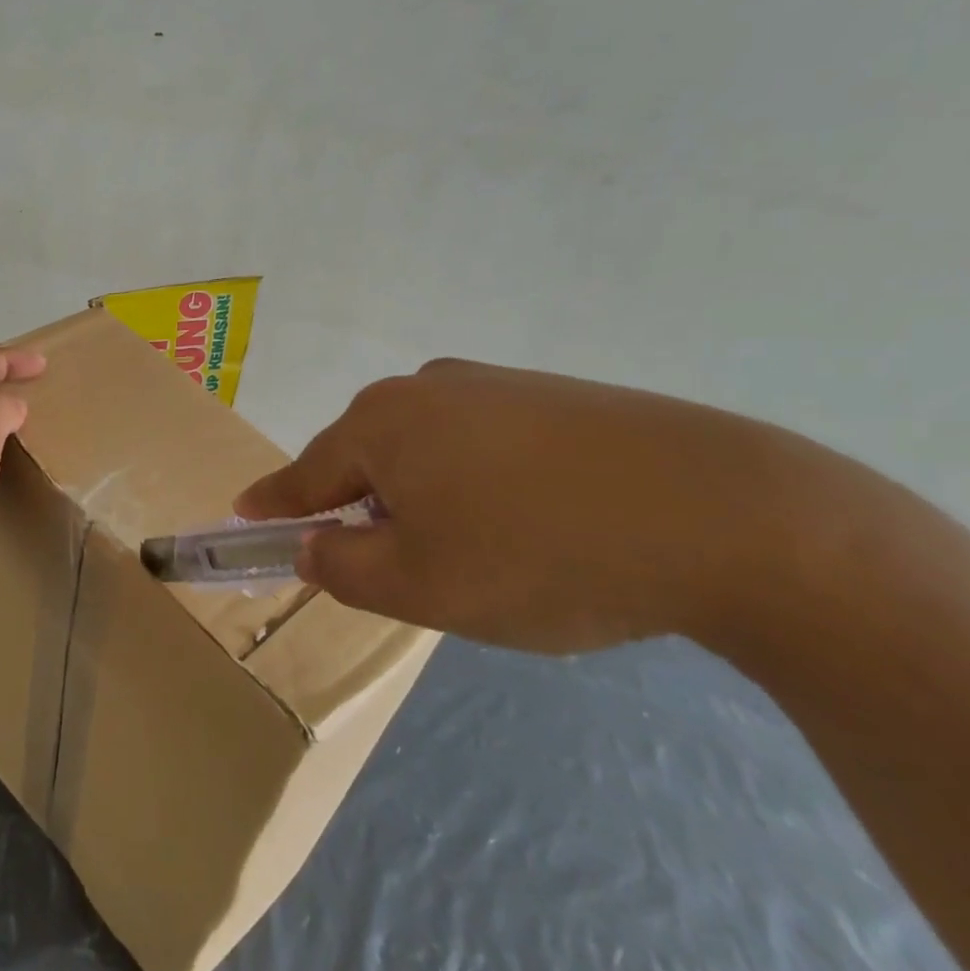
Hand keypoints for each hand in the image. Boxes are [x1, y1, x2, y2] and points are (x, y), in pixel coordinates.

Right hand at [235, 359, 834, 654]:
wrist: (727, 514)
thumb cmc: (539, 554)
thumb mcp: (422, 586)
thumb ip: (345, 567)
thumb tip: (316, 543)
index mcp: (382, 423)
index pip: (306, 473)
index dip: (273, 503)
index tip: (242, 513)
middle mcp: (427, 387)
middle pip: (369, 458)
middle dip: (370, 512)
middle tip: (403, 572)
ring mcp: (496, 384)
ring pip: (430, 452)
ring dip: (433, 501)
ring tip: (488, 557)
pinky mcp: (557, 397)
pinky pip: (487, 445)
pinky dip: (485, 486)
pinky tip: (539, 525)